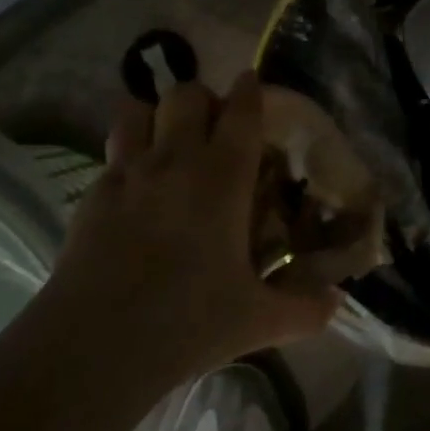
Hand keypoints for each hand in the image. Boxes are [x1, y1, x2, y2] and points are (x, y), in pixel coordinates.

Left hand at [56, 72, 338, 381]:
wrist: (94, 347)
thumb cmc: (187, 323)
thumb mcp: (256, 321)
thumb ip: (303, 309)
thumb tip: (337, 304)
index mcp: (223, 177)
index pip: (241, 110)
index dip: (249, 89)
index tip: (252, 83)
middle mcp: (176, 160)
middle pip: (187, 94)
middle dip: (203, 99)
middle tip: (213, 127)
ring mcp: (129, 172)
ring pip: (139, 110)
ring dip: (156, 115)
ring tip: (167, 142)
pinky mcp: (93, 194)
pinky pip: (113, 153)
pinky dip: (127, 155)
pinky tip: (134, 189)